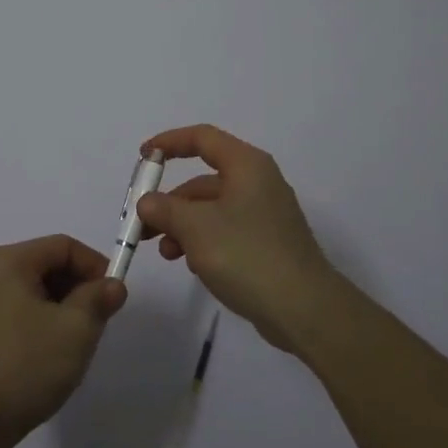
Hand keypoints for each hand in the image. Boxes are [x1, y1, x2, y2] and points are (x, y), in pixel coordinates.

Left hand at [0, 235, 127, 447]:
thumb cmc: (25, 366)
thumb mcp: (76, 330)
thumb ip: (99, 299)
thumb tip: (113, 285)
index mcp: (9, 262)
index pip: (63, 246)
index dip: (95, 265)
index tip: (113, 296)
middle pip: (45, 265)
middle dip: (78, 288)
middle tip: (98, 320)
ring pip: (31, 292)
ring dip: (60, 308)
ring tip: (76, 341)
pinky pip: (15, 313)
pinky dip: (39, 323)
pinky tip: (48, 355)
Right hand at [135, 125, 346, 353]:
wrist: (304, 309)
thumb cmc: (247, 255)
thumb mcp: (196, 228)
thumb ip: (165, 209)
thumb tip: (147, 202)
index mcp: (247, 165)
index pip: (202, 138)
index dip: (169, 142)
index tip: (143, 157)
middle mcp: (258, 182)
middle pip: (204, 180)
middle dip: (171, 202)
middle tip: (144, 225)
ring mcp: (265, 215)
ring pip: (213, 210)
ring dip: (184, 227)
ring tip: (167, 254)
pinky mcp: (268, 244)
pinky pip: (227, 231)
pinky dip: (204, 242)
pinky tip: (193, 266)